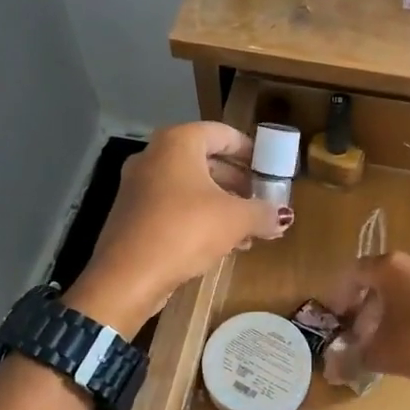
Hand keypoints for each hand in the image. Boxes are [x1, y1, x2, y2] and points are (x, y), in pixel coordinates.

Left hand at [66, 123, 289, 334]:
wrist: (127, 276)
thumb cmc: (185, 231)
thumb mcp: (235, 220)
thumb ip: (263, 213)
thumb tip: (282, 216)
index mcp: (178, 143)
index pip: (222, 133)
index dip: (249, 149)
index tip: (268, 167)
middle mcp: (154, 156)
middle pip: (205, 160)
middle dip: (237, 182)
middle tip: (260, 199)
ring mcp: (139, 186)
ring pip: (190, 187)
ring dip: (221, 205)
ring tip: (248, 229)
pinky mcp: (133, 215)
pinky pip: (174, 207)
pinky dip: (199, 218)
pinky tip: (221, 244)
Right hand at [325, 252, 409, 389]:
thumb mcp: (386, 354)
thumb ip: (355, 357)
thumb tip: (333, 367)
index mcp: (391, 267)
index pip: (354, 273)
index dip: (340, 296)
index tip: (336, 320)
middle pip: (381, 280)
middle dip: (366, 307)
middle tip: (360, 334)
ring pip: (407, 288)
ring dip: (392, 311)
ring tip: (389, 341)